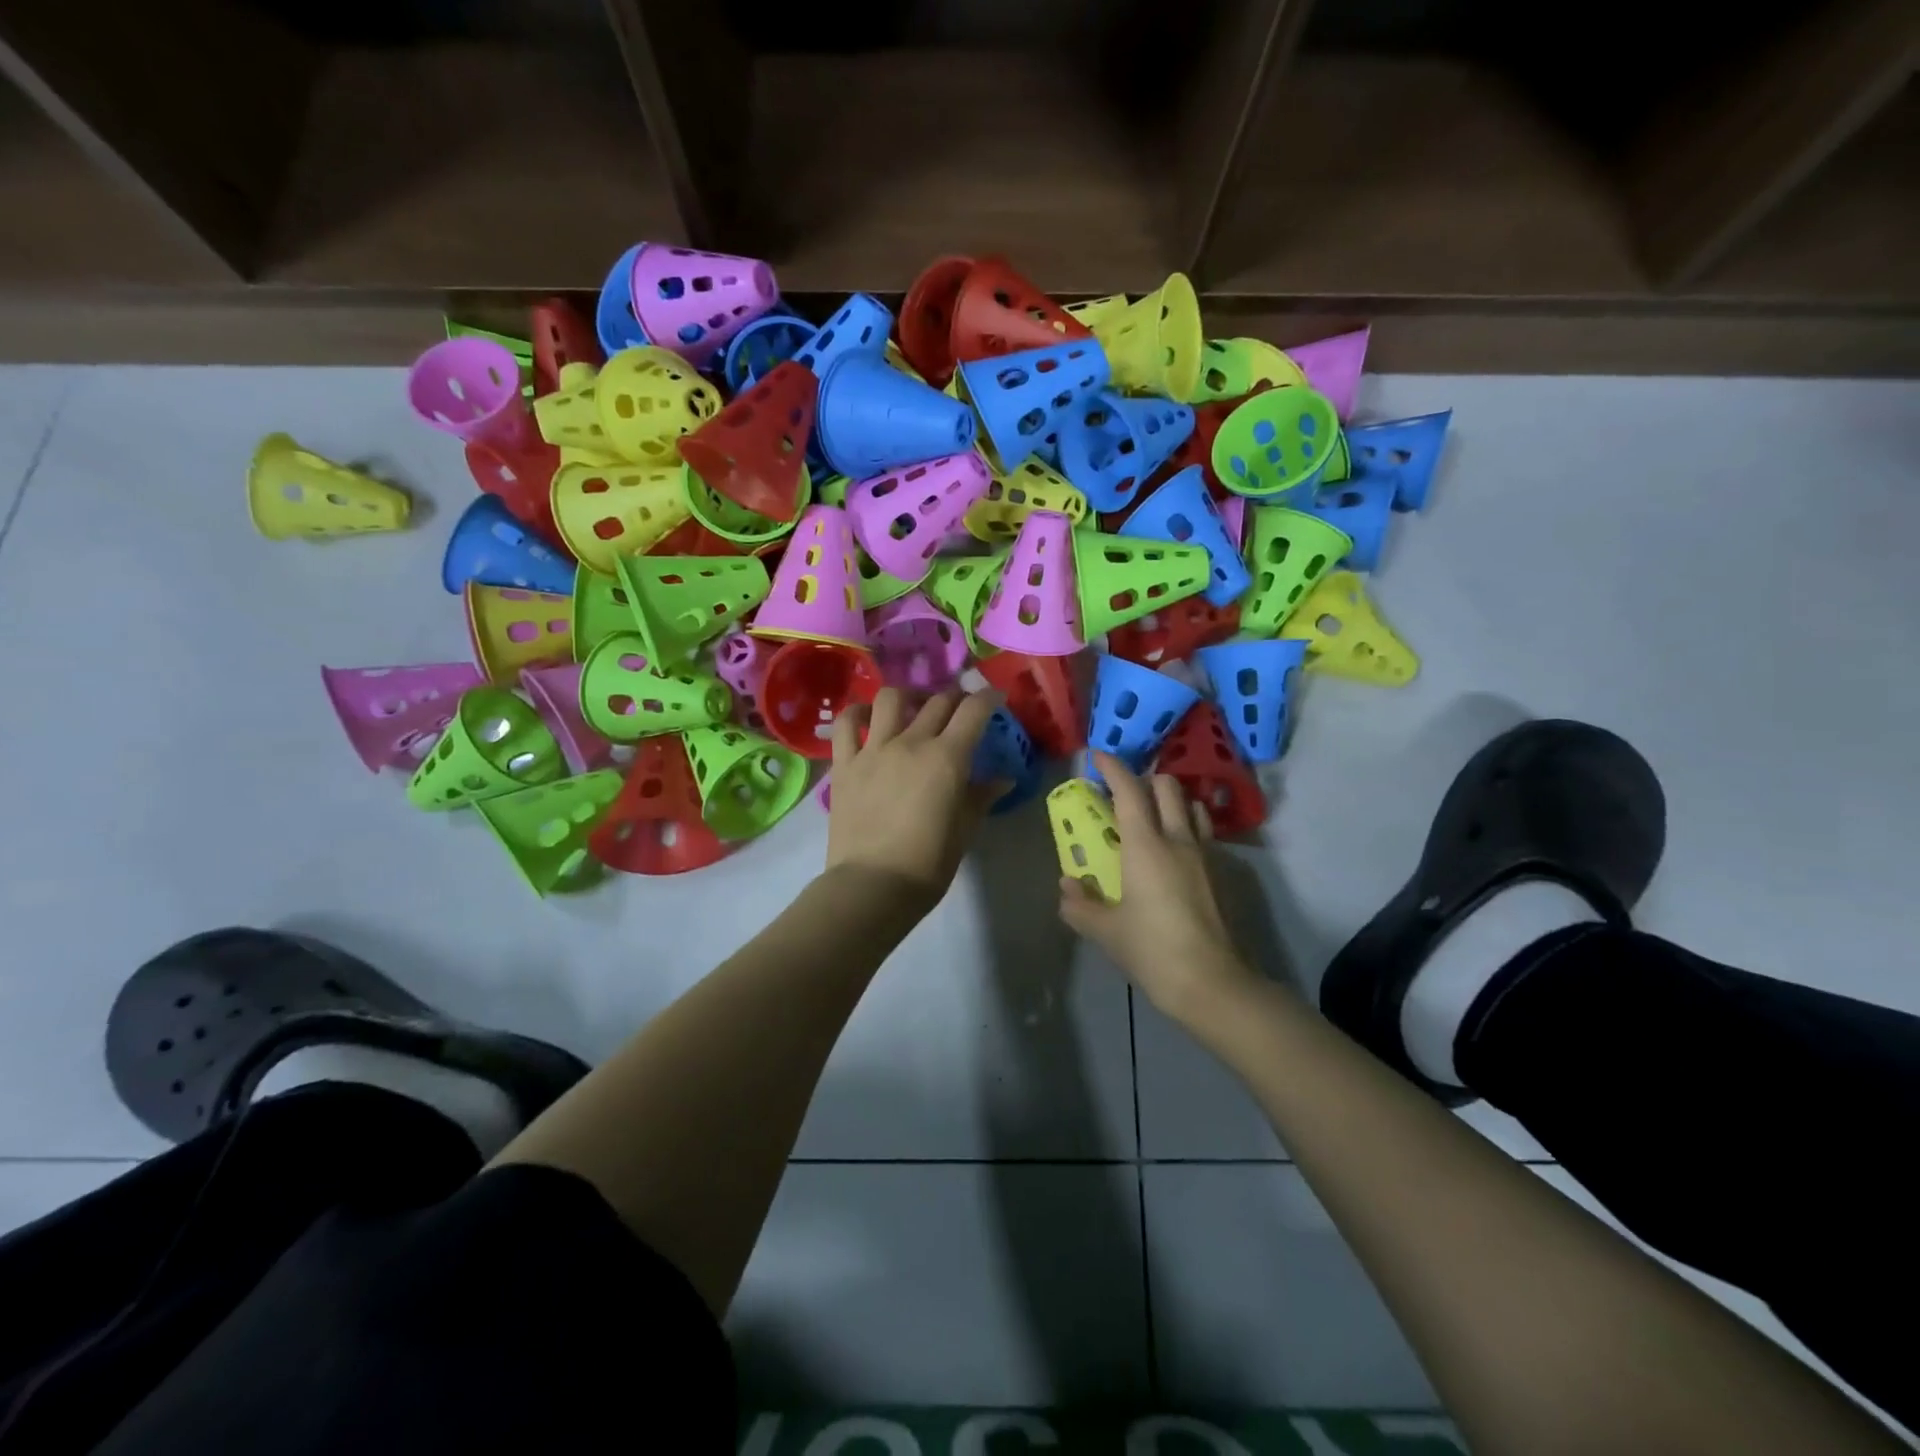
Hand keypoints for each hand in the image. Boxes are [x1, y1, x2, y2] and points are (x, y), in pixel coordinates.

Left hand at [826, 686, 1006, 903]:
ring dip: (909, 696)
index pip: (974, 710)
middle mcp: (911, 742)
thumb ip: (982, 797)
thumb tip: (1003, 779)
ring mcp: (873, 749)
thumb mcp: (964, 830)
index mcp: (947, 758)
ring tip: (915, 707)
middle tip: (960, 710)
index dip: (989, 698)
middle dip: (955, 698)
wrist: (873, 885)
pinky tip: (867, 717)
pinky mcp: (844, 763)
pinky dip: (858, 712)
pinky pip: (847, 723)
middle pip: (938, 701)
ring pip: (891, 698)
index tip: (996, 698)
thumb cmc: (928, 863)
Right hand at [1058, 752, 1256, 1021]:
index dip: (1112, 767)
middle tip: (1123, 792)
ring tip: (1151, 815)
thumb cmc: (1152, 950)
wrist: (1210, 982)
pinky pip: (1202, 831)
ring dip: (1170, 799)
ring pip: (1190, 804)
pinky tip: (1172, 848)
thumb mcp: (1105, 930)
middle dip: (1144, 778)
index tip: (1097, 756)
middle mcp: (1177, 839)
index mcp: (1145, 845)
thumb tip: (1068, 886)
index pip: (1129, 790)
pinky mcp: (1219, 873)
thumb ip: (1079, 905)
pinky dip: (1186, 824)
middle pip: (1167, 786)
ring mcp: (1203, 855)